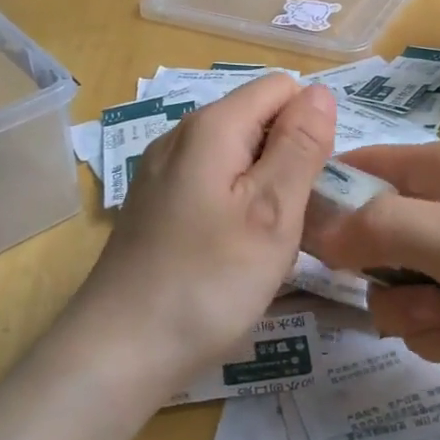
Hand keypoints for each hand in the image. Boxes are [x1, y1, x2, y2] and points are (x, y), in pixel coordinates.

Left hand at [71, 75, 336, 399]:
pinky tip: (232, 254)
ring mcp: (162, 172)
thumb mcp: (272, 212)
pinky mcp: (155, 205)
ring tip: (266, 245)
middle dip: (288, 160)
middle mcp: (181, 136)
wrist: (119, 351)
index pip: (281, 88)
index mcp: (211, 127)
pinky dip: (236, 208)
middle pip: (257, 120)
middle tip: (293, 223)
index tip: (313, 183)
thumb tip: (320, 91)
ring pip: (237, 157)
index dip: (310, 125)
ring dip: (264, 189)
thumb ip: (300, 146)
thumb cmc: (207, 283)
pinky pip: (212, 185)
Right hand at [307, 140, 439, 418]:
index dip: (328, 198)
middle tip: (410, 290)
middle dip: (378, 274)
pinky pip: (431, 322)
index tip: (302, 241)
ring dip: (411, 313)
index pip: (364, 169)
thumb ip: (383, 229)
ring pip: (398, 287)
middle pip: (372, 237)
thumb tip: (316, 225)